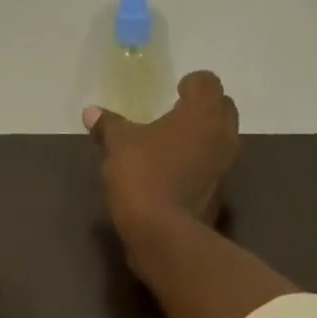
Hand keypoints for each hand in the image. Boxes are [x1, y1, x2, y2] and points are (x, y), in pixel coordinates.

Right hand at [84, 69, 239, 239]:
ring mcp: (226, 168)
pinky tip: (174, 177)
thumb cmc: (143, 177)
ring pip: (219, 142)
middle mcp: (223, 135)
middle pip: (222, 109)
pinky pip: (212, 171)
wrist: (164, 235)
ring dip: (202, 140)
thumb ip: (109, 125)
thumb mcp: (118, 146)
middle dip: (202, 110)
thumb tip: (91, 112)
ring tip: (173, 148)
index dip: (192, 83)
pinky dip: (198, 168)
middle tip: (176, 117)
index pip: (207, 82)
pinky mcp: (220, 196)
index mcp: (203, 112)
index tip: (176, 92)